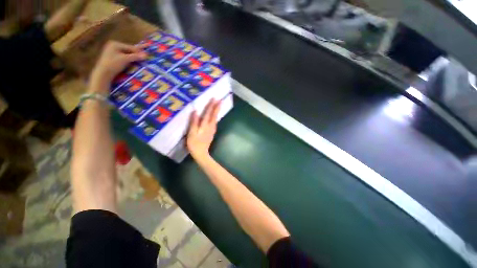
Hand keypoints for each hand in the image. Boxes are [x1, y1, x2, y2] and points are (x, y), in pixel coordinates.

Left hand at [89, 41, 146, 93]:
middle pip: (128, 50)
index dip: (139, 51)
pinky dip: (129, 60)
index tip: (147, 55)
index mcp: (115, 44)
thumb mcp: (125, 59)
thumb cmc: (113, 64)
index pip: (130, 47)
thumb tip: (146, 55)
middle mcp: (113, 46)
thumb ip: (135, 57)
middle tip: (144, 57)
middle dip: (136, 54)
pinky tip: (133, 62)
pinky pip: (123, 58)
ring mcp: (112, 52)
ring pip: (126, 54)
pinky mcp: (112, 58)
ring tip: (141, 60)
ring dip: (133, 57)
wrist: (103, 73)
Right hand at [187, 99, 220, 158]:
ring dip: (217, 111)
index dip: (211, 106)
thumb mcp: (192, 133)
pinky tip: (215, 116)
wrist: (201, 153)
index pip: (209, 113)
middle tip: (220, 100)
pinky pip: (215, 122)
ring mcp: (212, 129)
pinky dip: (216, 117)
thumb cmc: (194, 143)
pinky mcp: (212, 132)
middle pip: (214, 115)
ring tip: (219, 106)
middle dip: (217, 107)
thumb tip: (195, 111)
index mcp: (205, 125)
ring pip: (216, 118)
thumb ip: (194, 122)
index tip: (215, 99)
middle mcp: (211, 126)